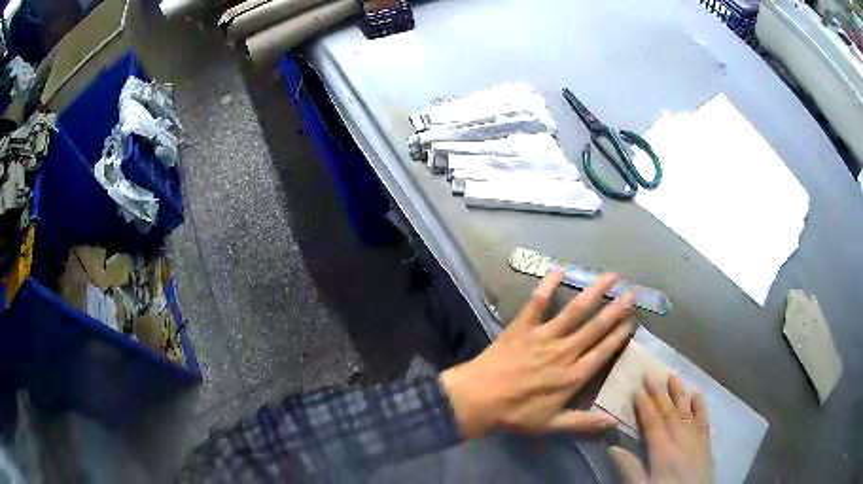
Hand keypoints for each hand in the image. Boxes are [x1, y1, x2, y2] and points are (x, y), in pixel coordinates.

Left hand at [439, 272, 636, 438]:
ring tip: (610, 276)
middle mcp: (564, 351)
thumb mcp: (550, 425)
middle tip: (631, 293)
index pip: (604, 351)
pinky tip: (558, 269)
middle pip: (595, 327)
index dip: (620, 335)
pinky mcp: (522, 327)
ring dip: (594, 292)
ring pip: (574, 310)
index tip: (633, 321)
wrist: (477, 399)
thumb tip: (615, 423)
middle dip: (615, 309)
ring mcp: (543, 336)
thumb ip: (584, 423)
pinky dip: (547, 286)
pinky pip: (537, 303)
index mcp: (573, 375)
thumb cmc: (515, 414)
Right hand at [609, 375, 713, 483]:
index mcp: (663, 451)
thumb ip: (629, 469)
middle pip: (669, 413)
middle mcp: (681, 439)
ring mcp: (696, 439)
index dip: (644, 406)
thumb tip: (611, 447)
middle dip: (659, 393)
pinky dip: (700, 406)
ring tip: (672, 376)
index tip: (637, 389)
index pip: (653, 423)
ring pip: (687, 411)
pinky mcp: (706, 443)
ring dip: (679, 393)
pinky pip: (703, 419)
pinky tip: (696, 395)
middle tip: (650, 375)